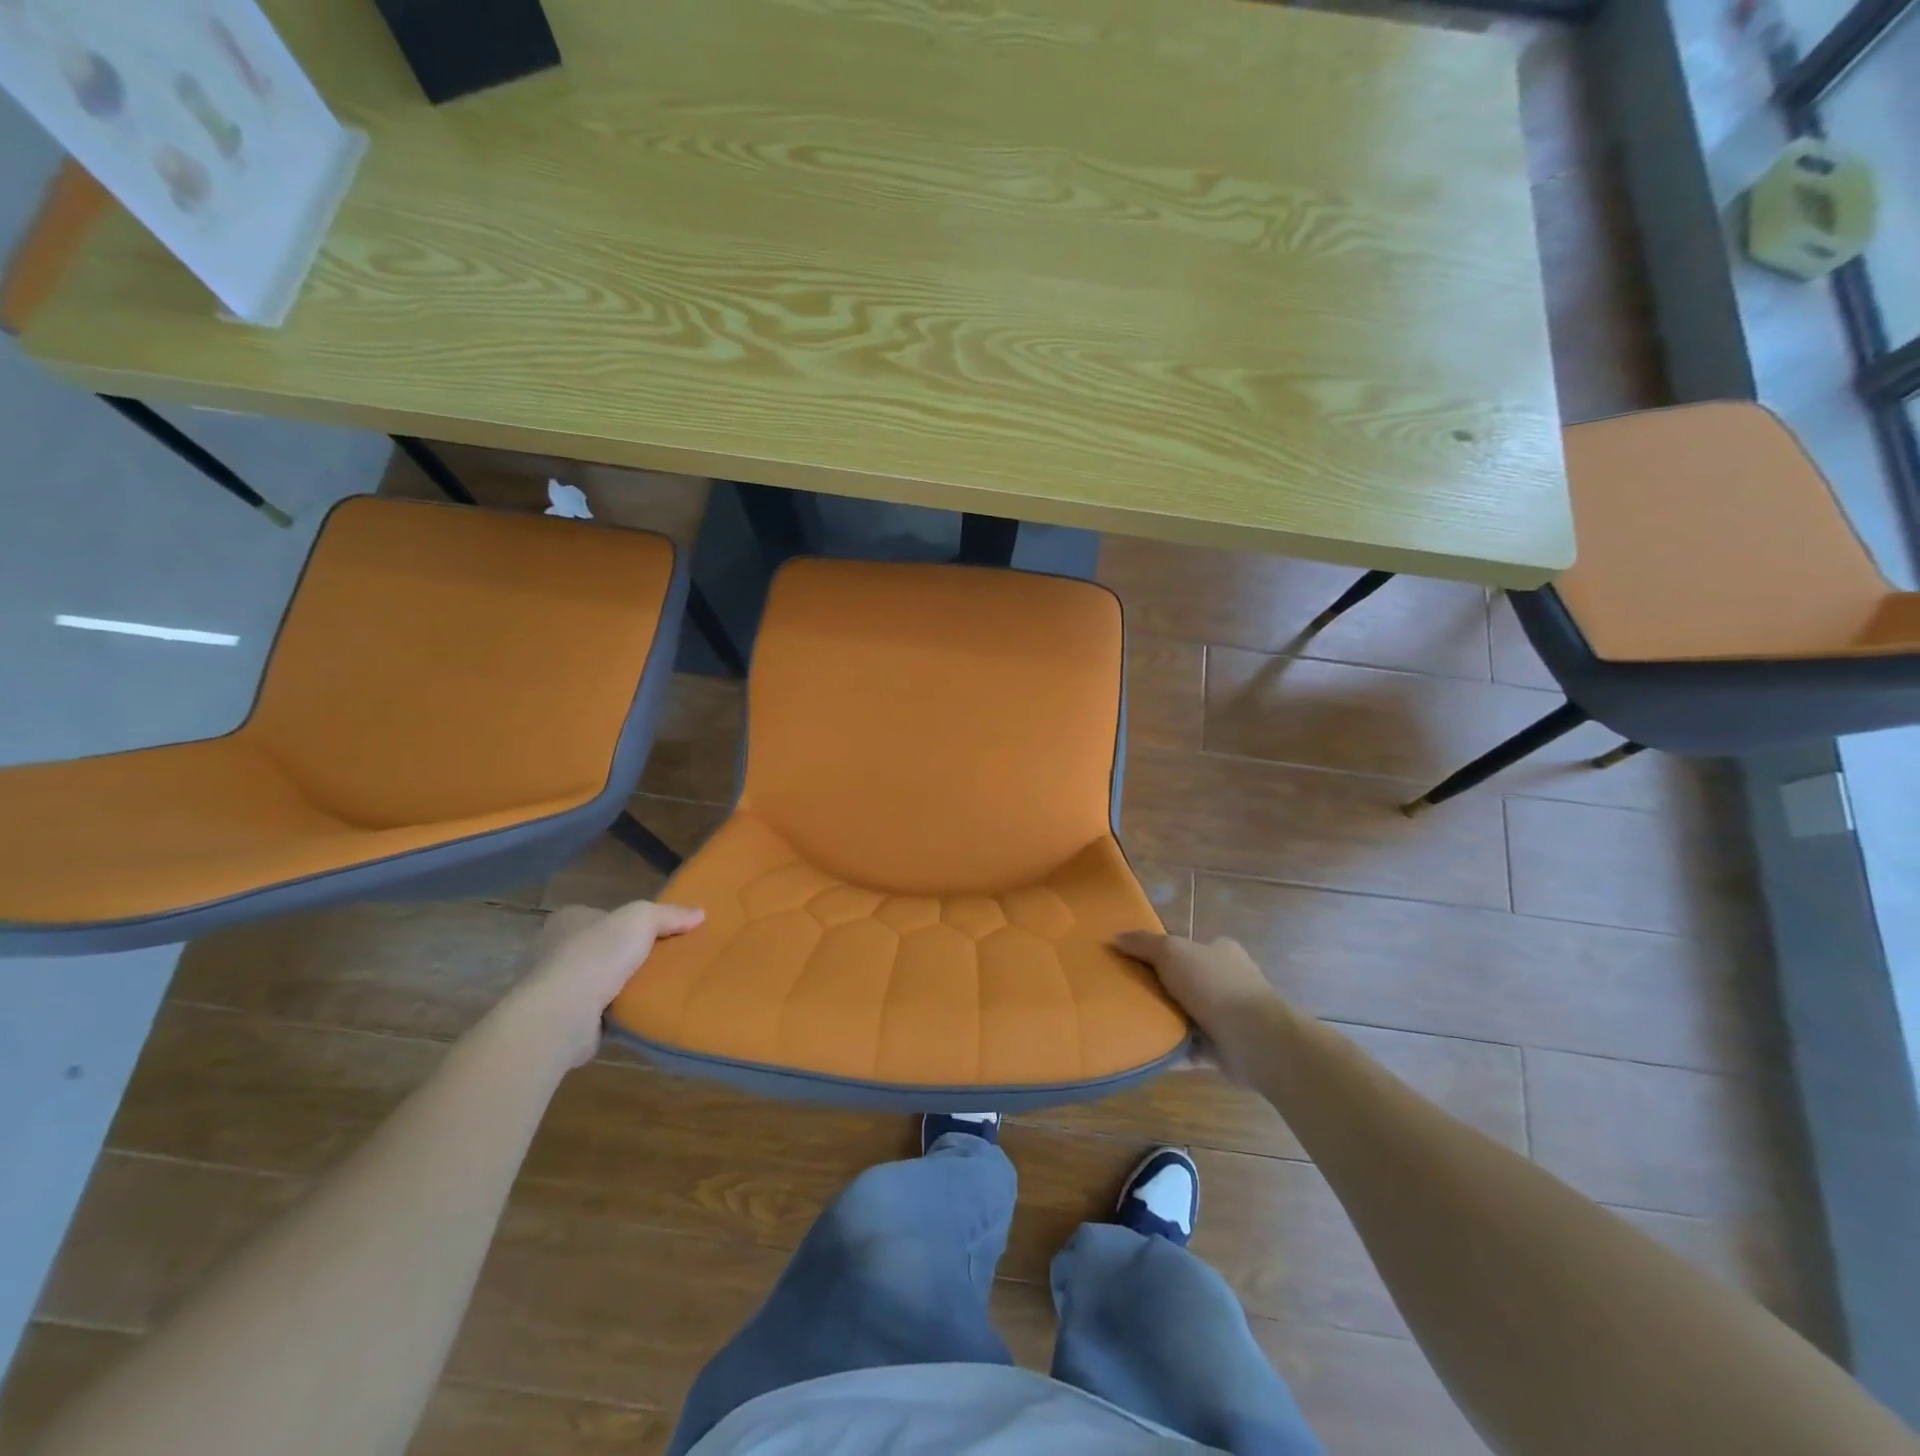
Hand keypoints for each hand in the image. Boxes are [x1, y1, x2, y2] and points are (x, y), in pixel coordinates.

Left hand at [507, 900, 704, 1066]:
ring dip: (625, 984)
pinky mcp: (566, 1017)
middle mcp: (556, 950)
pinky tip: (643, 1009)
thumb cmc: (598, 954)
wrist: (564, 1013)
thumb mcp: (642, 919)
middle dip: (629, 954)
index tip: (657, 932)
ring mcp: (559, 986)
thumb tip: (699, 914)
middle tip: (665, 959)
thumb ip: (670, 915)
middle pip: (603, 947)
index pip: (602, 915)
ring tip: (660, 985)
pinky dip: (619, 1010)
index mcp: (569, 920)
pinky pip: (601, 1009)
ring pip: (602, 979)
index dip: (628, 922)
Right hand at [1114, 932, 1278, 1080]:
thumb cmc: (1214, 984)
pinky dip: (1172, 1050)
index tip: (1132, 962)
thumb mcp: (1172, 952)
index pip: (1187, 948)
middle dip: (1159, 989)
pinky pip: (1190, 1048)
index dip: (1161, 953)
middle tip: (1125, 993)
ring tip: (1131, 1023)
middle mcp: (1227, 981)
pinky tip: (1147, 1051)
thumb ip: (1144, 944)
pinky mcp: (1225, 1049)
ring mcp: (1228, 1016)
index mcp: (1220, 952)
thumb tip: (1115, 937)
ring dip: (1165, 1021)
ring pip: (1187, 1016)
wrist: (1254, 1038)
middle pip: (1184, 982)